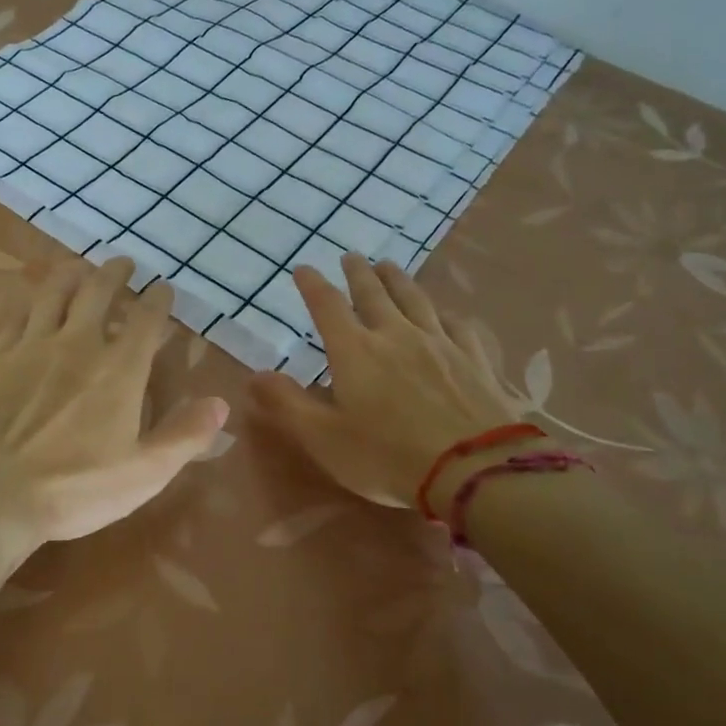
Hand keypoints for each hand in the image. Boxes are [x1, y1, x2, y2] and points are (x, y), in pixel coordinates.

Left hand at [0, 256, 228, 550]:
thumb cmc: (73, 487)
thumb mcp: (143, 474)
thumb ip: (184, 436)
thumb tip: (220, 403)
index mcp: (118, 369)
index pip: (145, 319)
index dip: (158, 299)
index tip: (163, 288)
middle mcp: (77, 344)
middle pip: (98, 292)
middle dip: (114, 273)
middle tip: (122, 263)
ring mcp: (31, 346)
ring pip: (54, 293)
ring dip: (71, 274)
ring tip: (80, 267)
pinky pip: (16, 316)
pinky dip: (30, 302)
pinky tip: (31, 302)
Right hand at [250, 254, 514, 507]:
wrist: (472, 468)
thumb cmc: (387, 456)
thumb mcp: (323, 438)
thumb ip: (287, 403)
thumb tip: (253, 375)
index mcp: (355, 350)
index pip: (327, 306)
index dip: (313, 285)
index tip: (304, 268)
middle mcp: (395, 334)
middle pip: (373, 293)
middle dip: (358, 273)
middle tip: (351, 256)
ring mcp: (439, 343)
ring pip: (415, 299)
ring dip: (398, 279)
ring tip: (389, 266)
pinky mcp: (473, 358)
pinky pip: (457, 325)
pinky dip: (445, 313)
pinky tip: (446, 313)